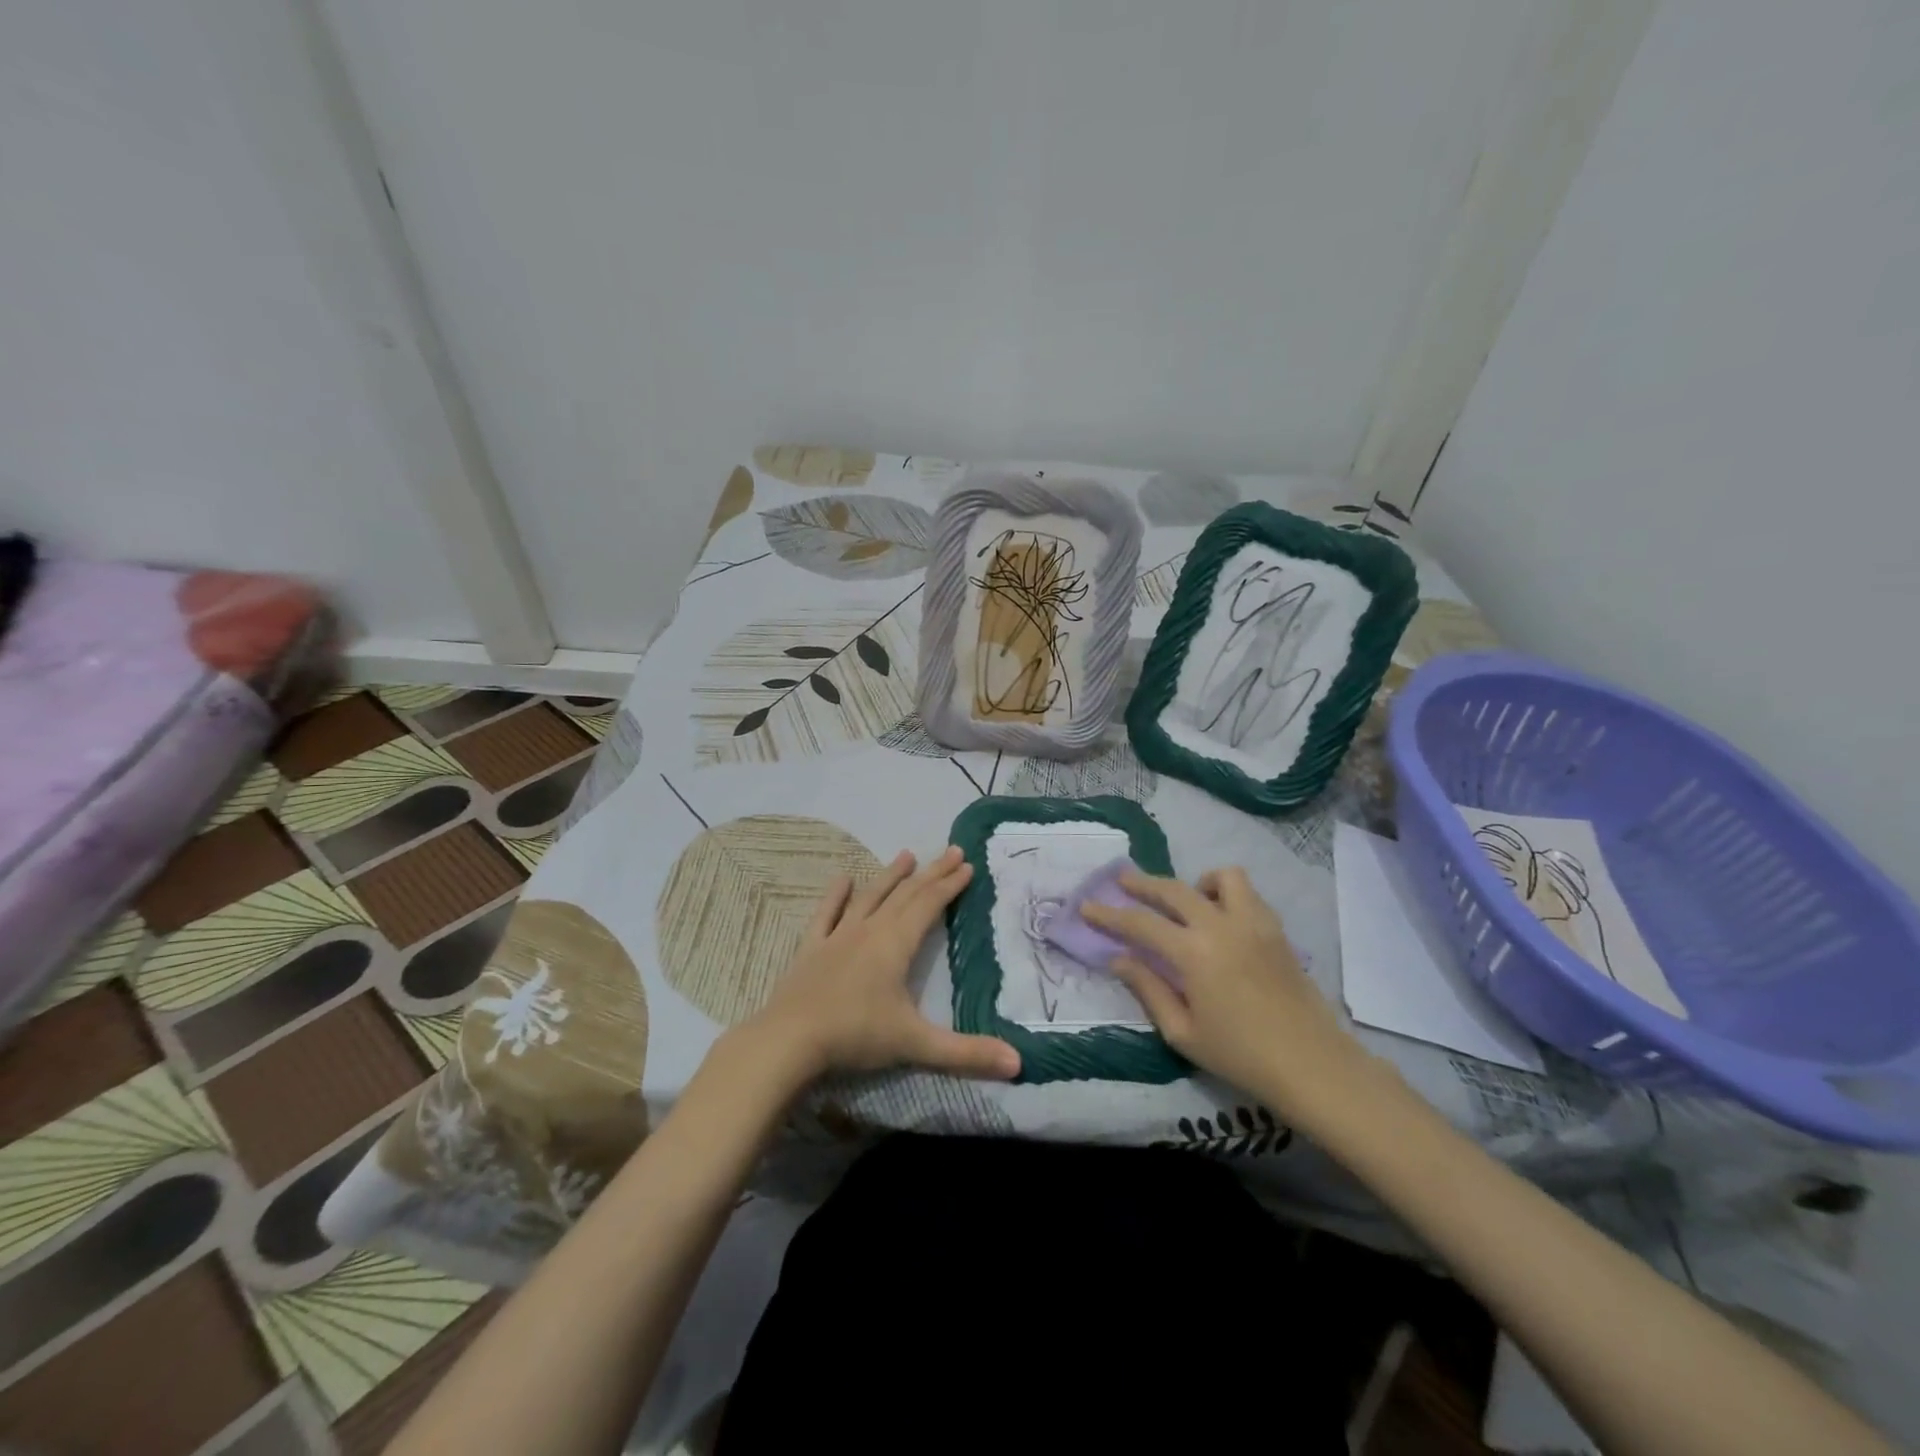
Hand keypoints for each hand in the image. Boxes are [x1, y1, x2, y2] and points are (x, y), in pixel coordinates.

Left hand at [746, 846, 1020, 1083]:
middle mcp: (869, 931)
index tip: (967, 865)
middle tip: (951, 850)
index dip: (949, 885)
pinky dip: (835, 896)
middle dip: (931, 873)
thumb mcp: (915, 1044)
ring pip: (870, 897)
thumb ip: (966, 1052)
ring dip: (890, 876)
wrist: (789, 1039)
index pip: (929, 906)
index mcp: (895, 945)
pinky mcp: (811, 948)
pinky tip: (842, 878)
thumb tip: (1018, 1063)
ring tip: (906, 854)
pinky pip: (826, 914)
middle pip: (906, 895)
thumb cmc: (855, 1035)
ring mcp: (838, 936)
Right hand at [1080, 867, 1382, 1125]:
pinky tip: (1221, 919)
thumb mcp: (1182, 1032)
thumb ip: (1148, 988)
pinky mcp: (1275, 929)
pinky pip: (1248, 894)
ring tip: (1187, 902)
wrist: (1312, 1065)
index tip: (1087, 906)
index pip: (1140, 923)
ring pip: (1221, 877)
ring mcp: (1253, 923)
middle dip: (1142, 883)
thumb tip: (1118, 958)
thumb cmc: (1240, 1055)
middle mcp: (1221, 925)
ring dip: (1196, 883)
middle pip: (1173, 889)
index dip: (1109, 914)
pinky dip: (1227, 895)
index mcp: (1193, 953)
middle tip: (1122, 882)